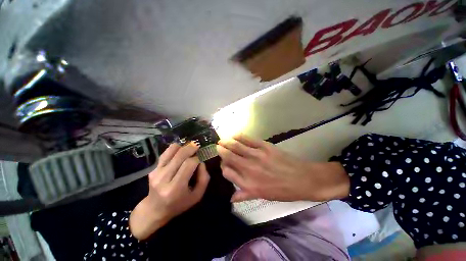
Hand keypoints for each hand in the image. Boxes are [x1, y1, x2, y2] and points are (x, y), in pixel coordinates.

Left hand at [129, 142, 209, 239]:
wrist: (155, 209)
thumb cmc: (179, 203)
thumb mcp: (197, 195)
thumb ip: (204, 178)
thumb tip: (201, 162)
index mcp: (175, 188)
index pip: (189, 164)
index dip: (197, 159)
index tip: (200, 159)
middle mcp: (163, 178)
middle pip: (180, 155)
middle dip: (191, 148)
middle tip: (197, 146)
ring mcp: (156, 172)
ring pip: (172, 150)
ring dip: (183, 147)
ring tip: (189, 149)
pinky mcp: (152, 168)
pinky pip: (166, 152)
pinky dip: (175, 149)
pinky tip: (180, 151)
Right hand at [217, 134, 349, 201]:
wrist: (303, 179)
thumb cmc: (283, 191)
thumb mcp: (263, 197)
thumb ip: (245, 195)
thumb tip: (231, 198)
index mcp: (248, 184)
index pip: (227, 173)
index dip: (223, 168)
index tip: (224, 165)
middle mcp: (249, 169)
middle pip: (229, 157)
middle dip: (221, 151)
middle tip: (218, 147)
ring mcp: (256, 156)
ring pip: (236, 146)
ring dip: (227, 142)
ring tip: (222, 140)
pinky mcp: (264, 146)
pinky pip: (248, 140)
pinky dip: (239, 136)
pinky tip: (234, 135)